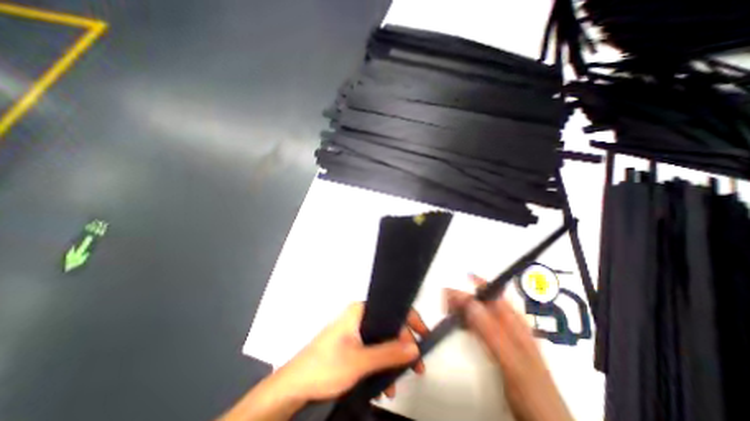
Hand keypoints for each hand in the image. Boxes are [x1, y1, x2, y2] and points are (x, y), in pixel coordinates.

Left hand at [275, 300, 427, 402]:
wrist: (294, 386)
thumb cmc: (325, 366)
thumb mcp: (360, 361)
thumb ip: (388, 353)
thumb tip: (414, 347)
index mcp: (360, 311)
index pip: (392, 308)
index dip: (410, 321)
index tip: (423, 337)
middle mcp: (359, 317)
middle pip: (388, 325)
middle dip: (403, 346)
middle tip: (416, 365)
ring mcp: (354, 331)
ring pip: (381, 339)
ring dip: (392, 359)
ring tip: (399, 380)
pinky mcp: (351, 344)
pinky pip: (373, 349)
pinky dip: (381, 363)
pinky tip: (384, 382)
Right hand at [444, 274, 574, 420]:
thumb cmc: (532, 390)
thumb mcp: (512, 360)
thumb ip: (491, 332)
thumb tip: (469, 303)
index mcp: (514, 321)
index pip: (493, 293)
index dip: (474, 284)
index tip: (456, 282)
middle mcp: (507, 323)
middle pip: (482, 301)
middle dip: (463, 296)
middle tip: (444, 299)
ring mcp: (501, 334)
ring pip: (478, 312)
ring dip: (462, 308)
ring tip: (446, 308)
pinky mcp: (495, 345)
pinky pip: (476, 326)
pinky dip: (465, 321)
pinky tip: (457, 324)